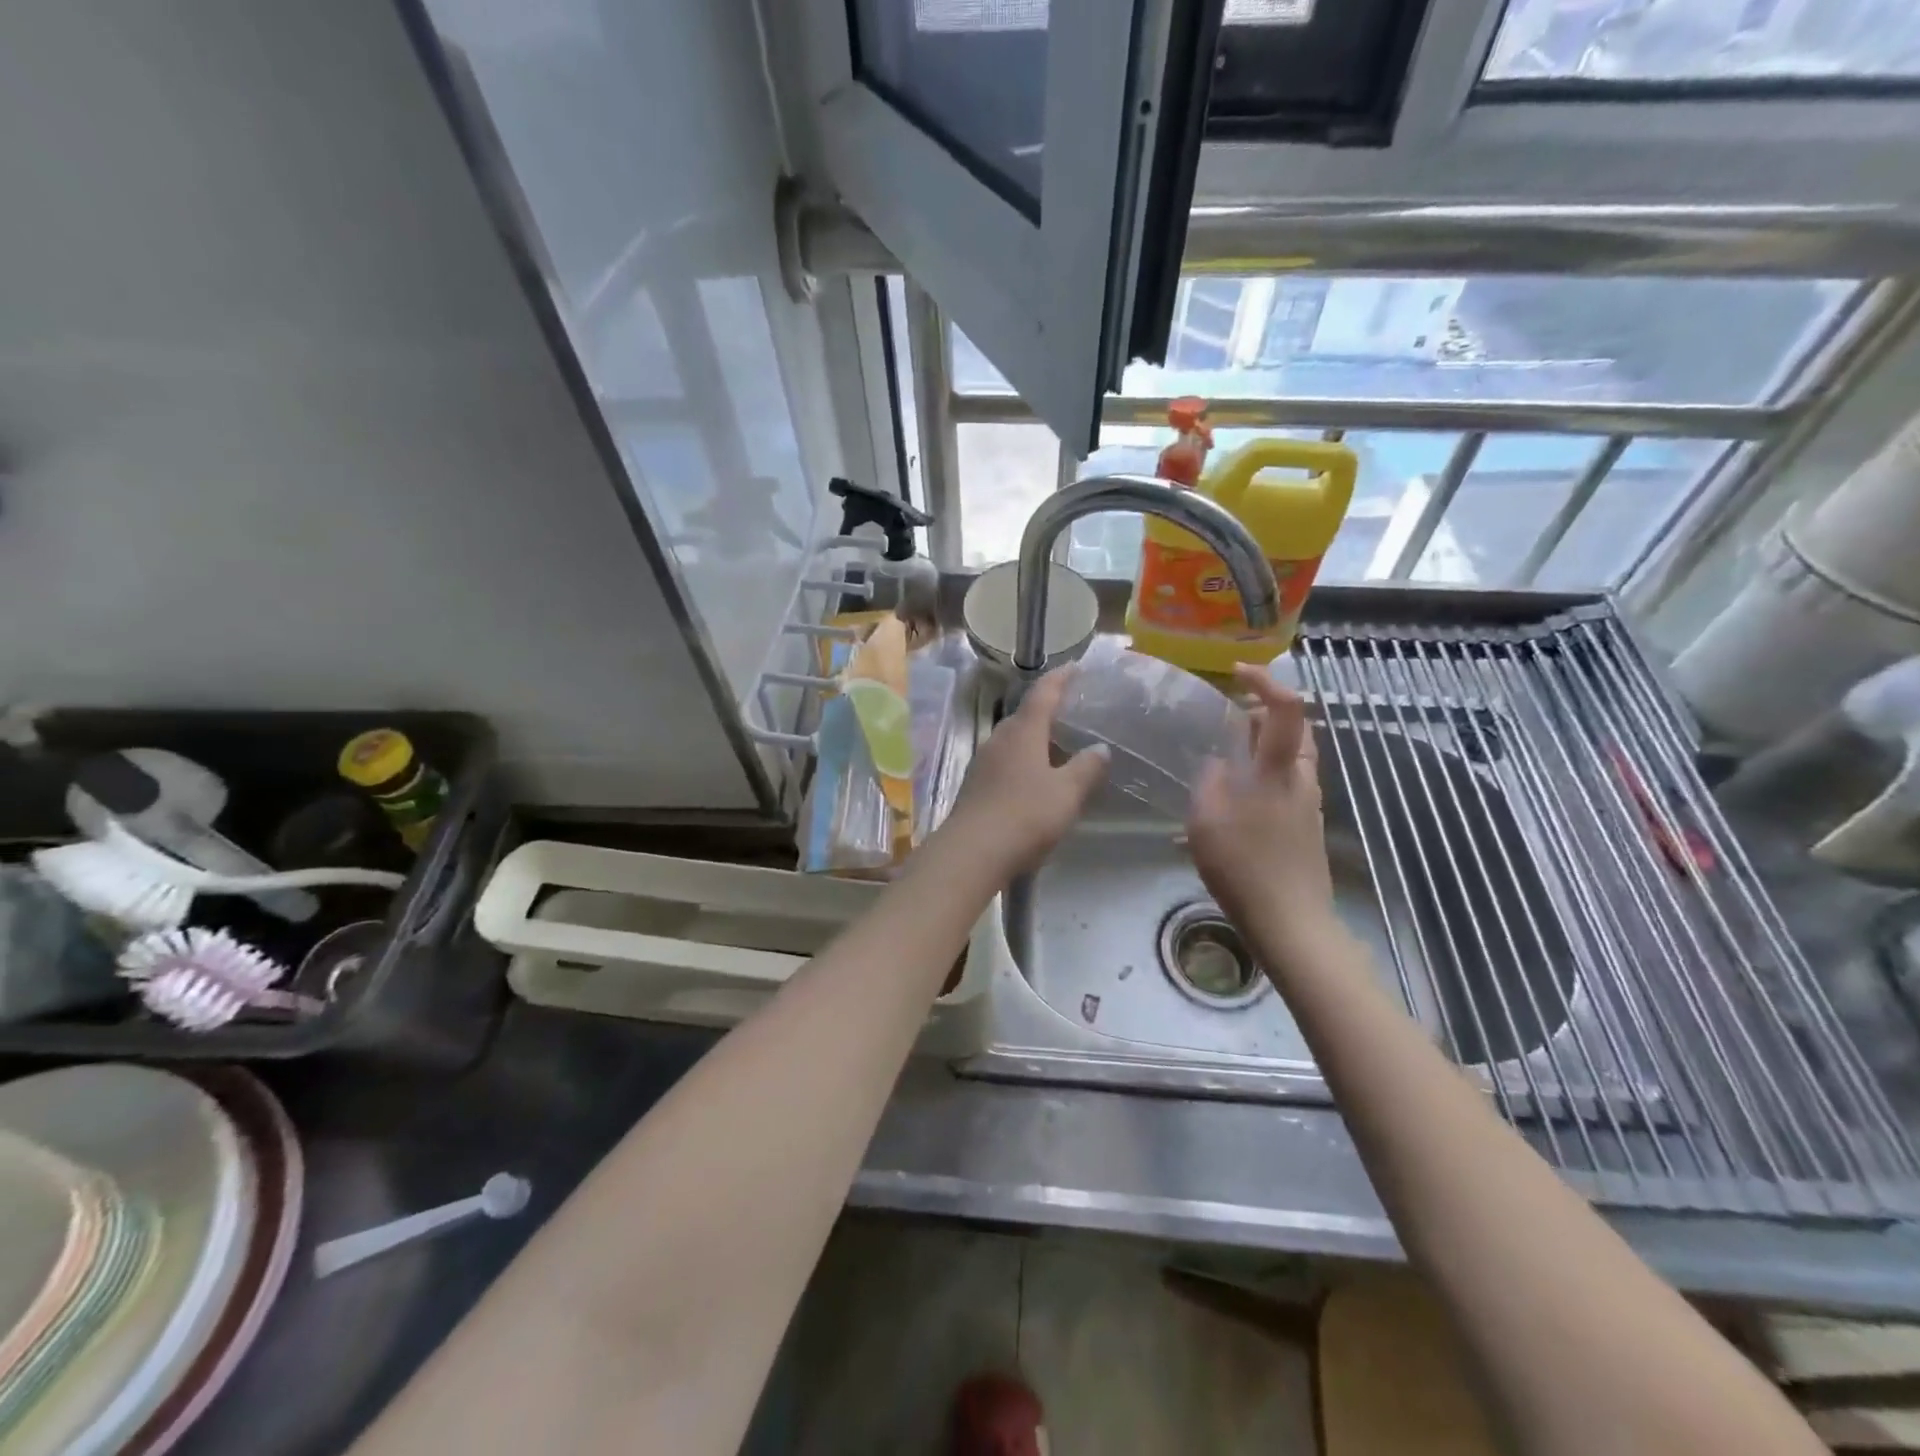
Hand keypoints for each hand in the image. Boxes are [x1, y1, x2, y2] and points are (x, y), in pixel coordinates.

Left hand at [943, 668, 1108, 876]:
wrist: (971, 853)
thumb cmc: (1025, 815)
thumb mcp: (1066, 793)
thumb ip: (1086, 768)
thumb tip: (1100, 748)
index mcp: (1022, 731)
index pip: (1042, 693)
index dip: (1060, 678)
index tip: (1076, 667)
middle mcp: (998, 739)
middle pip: (1025, 716)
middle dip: (1048, 711)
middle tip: (1073, 714)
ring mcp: (983, 763)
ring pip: (1013, 741)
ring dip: (1035, 739)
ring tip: (1059, 747)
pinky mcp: (975, 787)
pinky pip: (1005, 763)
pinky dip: (1024, 762)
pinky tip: (1036, 779)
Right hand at [1187, 665, 1336, 939]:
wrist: (1291, 922)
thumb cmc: (1244, 866)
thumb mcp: (1206, 818)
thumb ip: (1210, 780)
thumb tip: (1217, 761)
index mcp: (1277, 770)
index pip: (1286, 708)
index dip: (1266, 681)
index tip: (1237, 673)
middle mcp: (1300, 779)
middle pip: (1295, 729)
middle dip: (1265, 714)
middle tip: (1228, 720)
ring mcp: (1307, 804)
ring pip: (1290, 758)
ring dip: (1263, 747)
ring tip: (1225, 759)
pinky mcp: (1305, 827)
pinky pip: (1285, 784)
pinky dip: (1264, 775)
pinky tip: (1235, 801)